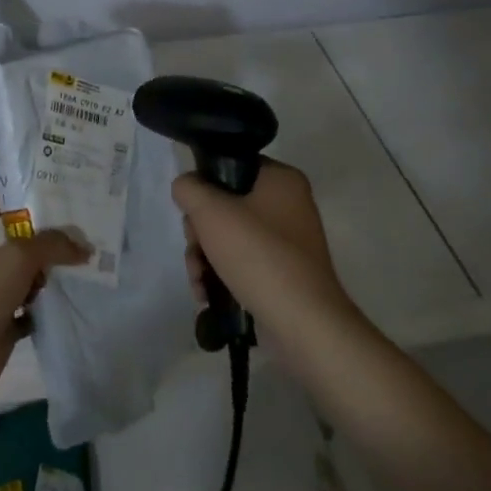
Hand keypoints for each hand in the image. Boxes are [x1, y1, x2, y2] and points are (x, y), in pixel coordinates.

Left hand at [0, 195, 88, 409]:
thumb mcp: (17, 257)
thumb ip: (51, 245)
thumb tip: (84, 246)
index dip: (6, 198)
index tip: (38, 198)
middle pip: (13, 243)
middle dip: (41, 239)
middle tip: (75, 233)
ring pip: (24, 278)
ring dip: (46, 275)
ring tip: (80, 266)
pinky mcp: (2, 326)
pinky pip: (29, 312)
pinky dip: (45, 309)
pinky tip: (68, 302)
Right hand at [172, 159, 345, 322]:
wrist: (304, 325)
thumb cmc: (259, 256)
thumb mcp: (211, 212)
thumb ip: (189, 189)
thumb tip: (186, 188)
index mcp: (281, 180)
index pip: (232, 165)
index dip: (205, 185)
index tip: (193, 210)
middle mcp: (289, 205)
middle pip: (226, 205)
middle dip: (200, 231)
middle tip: (195, 248)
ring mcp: (287, 243)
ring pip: (230, 237)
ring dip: (204, 257)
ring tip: (198, 280)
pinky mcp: (283, 274)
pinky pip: (242, 263)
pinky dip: (221, 275)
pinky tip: (207, 294)